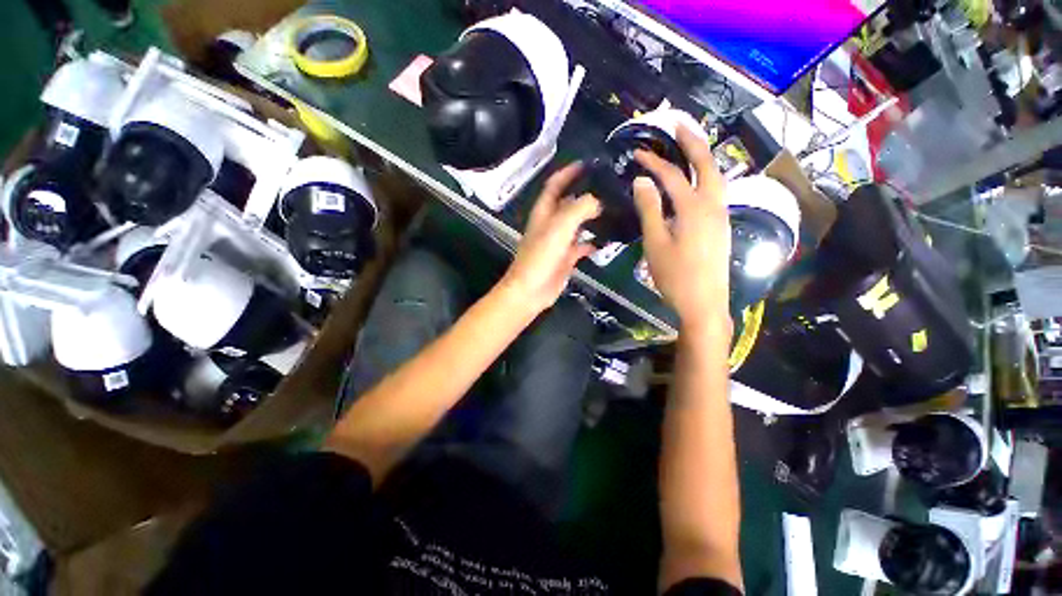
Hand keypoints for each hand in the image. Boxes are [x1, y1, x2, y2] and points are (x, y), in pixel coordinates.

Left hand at [501, 163, 599, 314]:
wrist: (531, 290)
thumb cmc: (541, 256)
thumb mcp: (559, 226)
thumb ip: (579, 209)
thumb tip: (598, 201)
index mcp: (544, 211)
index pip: (555, 185)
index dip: (569, 172)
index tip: (588, 163)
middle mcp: (551, 223)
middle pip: (570, 203)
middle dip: (587, 194)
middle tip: (611, 187)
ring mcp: (559, 242)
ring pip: (578, 224)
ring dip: (593, 217)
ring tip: (615, 209)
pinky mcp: (566, 258)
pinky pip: (583, 245)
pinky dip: (594, 241)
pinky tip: (609, 239)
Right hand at [633, 125, 730, 332]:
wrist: (704, 303)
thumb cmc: (676, 276)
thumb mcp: (655, 243)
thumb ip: (650, 210)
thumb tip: (642, 181)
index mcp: (694, 208)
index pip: (671, 176)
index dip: (654, 162)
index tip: (637, 153)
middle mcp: (713, 205)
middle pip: (706, 164)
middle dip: (692, 141)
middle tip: (677, 124)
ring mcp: (721, 215)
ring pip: (715, 176)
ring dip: (702, 157)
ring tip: (688, 145)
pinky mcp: (721, 225)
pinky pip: (715, 191)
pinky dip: (704, 176)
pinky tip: (695, 180)